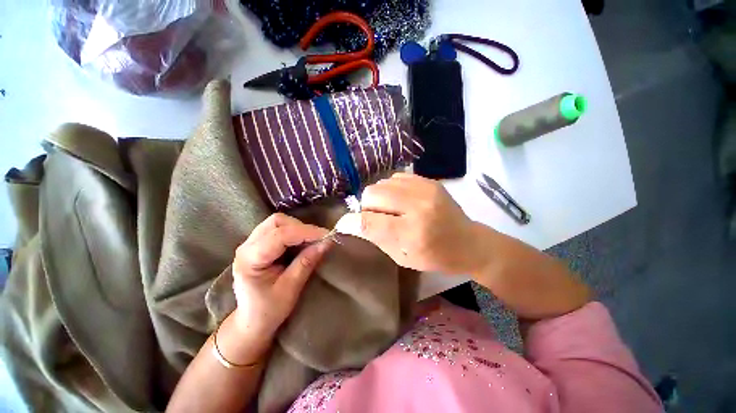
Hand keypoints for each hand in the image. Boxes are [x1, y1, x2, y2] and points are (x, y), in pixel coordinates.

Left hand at [231, 213, 330, 345]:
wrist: (251, 321)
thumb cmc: (268, 310)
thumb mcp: (290, 289)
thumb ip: (306, 263)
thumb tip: (326, 243)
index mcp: (250, 259)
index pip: (280, 235)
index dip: (306, 232)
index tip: (327, 236)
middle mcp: (246, 246)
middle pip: (277, 222)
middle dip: (302, 228)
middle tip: (319, 240)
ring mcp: (251, 243)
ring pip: (278, 222)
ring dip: (298, 228)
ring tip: (311, 241)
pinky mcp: (258, 243)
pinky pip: (278, 228)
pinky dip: (294, 231)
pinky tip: (302, 242)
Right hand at [340, 173, 490, 274]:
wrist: (468, 242)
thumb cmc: (434, 256)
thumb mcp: (402, 257)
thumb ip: (376, 237)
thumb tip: (352, 223)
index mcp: (411, 233)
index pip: (368, 221)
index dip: (350, 222)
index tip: (344, 224)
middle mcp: (417, 206)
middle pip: (371, 194)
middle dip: (366, 207)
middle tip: (376, 218)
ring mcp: (425, 189)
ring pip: (381, 184)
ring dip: (379, 198)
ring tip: (390, 209)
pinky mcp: (429, 181)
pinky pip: (395, 178)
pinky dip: (391, 190)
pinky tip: (400, 200)